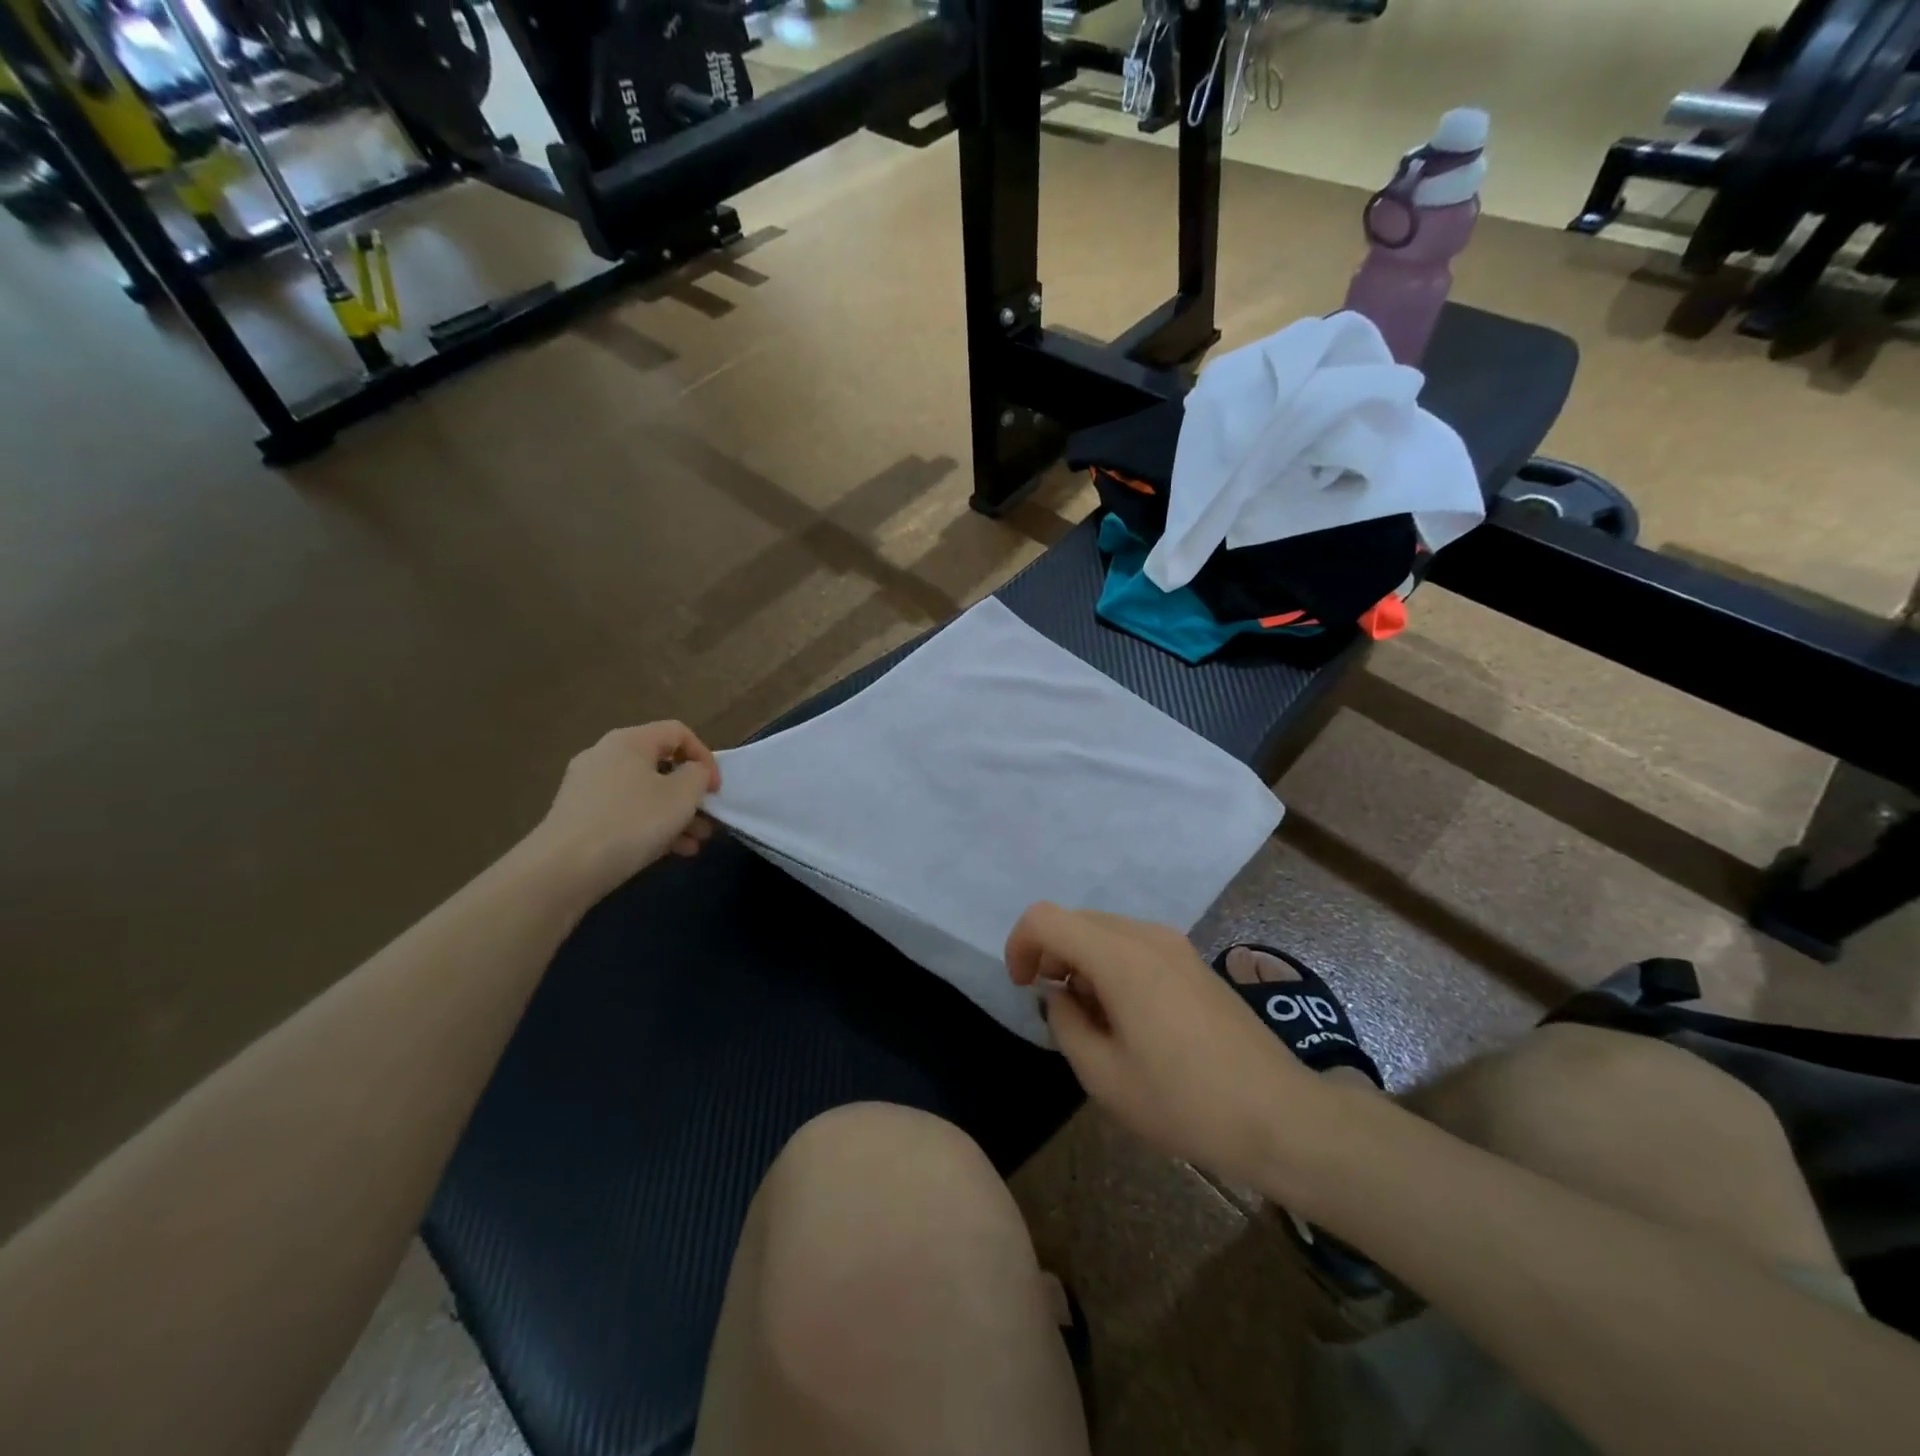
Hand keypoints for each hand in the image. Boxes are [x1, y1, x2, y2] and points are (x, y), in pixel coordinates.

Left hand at [530, 722, 721, 900]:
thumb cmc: (632, 822)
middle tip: (709, 818)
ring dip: (676, 815)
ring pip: (646, 793)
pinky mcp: (579, 817)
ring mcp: (588, 787)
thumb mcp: (682, 795)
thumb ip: (698, 775)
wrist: (563, 869)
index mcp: (629, 741)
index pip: (679, 732)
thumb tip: (693, 773)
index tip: (716, 790)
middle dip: (692, 794)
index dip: (705, 757)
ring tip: (696, 842)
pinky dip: (651, 826)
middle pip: (662, 765)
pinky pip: (626, 812)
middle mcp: (605, 755)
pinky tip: (672, 852)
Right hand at [1006, 903, 1322, 1189]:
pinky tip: (1129, 1017)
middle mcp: (1146, 935)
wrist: (1280, 1115)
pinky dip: (1112, 965)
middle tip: (1058, 1011)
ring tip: (1095, 1021)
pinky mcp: (1193, 960)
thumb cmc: (1185, 1102)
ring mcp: (1175, 944)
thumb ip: (1065, 1025)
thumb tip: (1058, 996)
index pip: (1046, 918)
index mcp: (1120, 957)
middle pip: (1075, 920)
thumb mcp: (1105, 1077)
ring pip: (1104, 931)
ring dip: (1082, 962)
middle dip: (1051, 956)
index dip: (1020, 945)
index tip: (1024, 988)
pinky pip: (1134, 944)